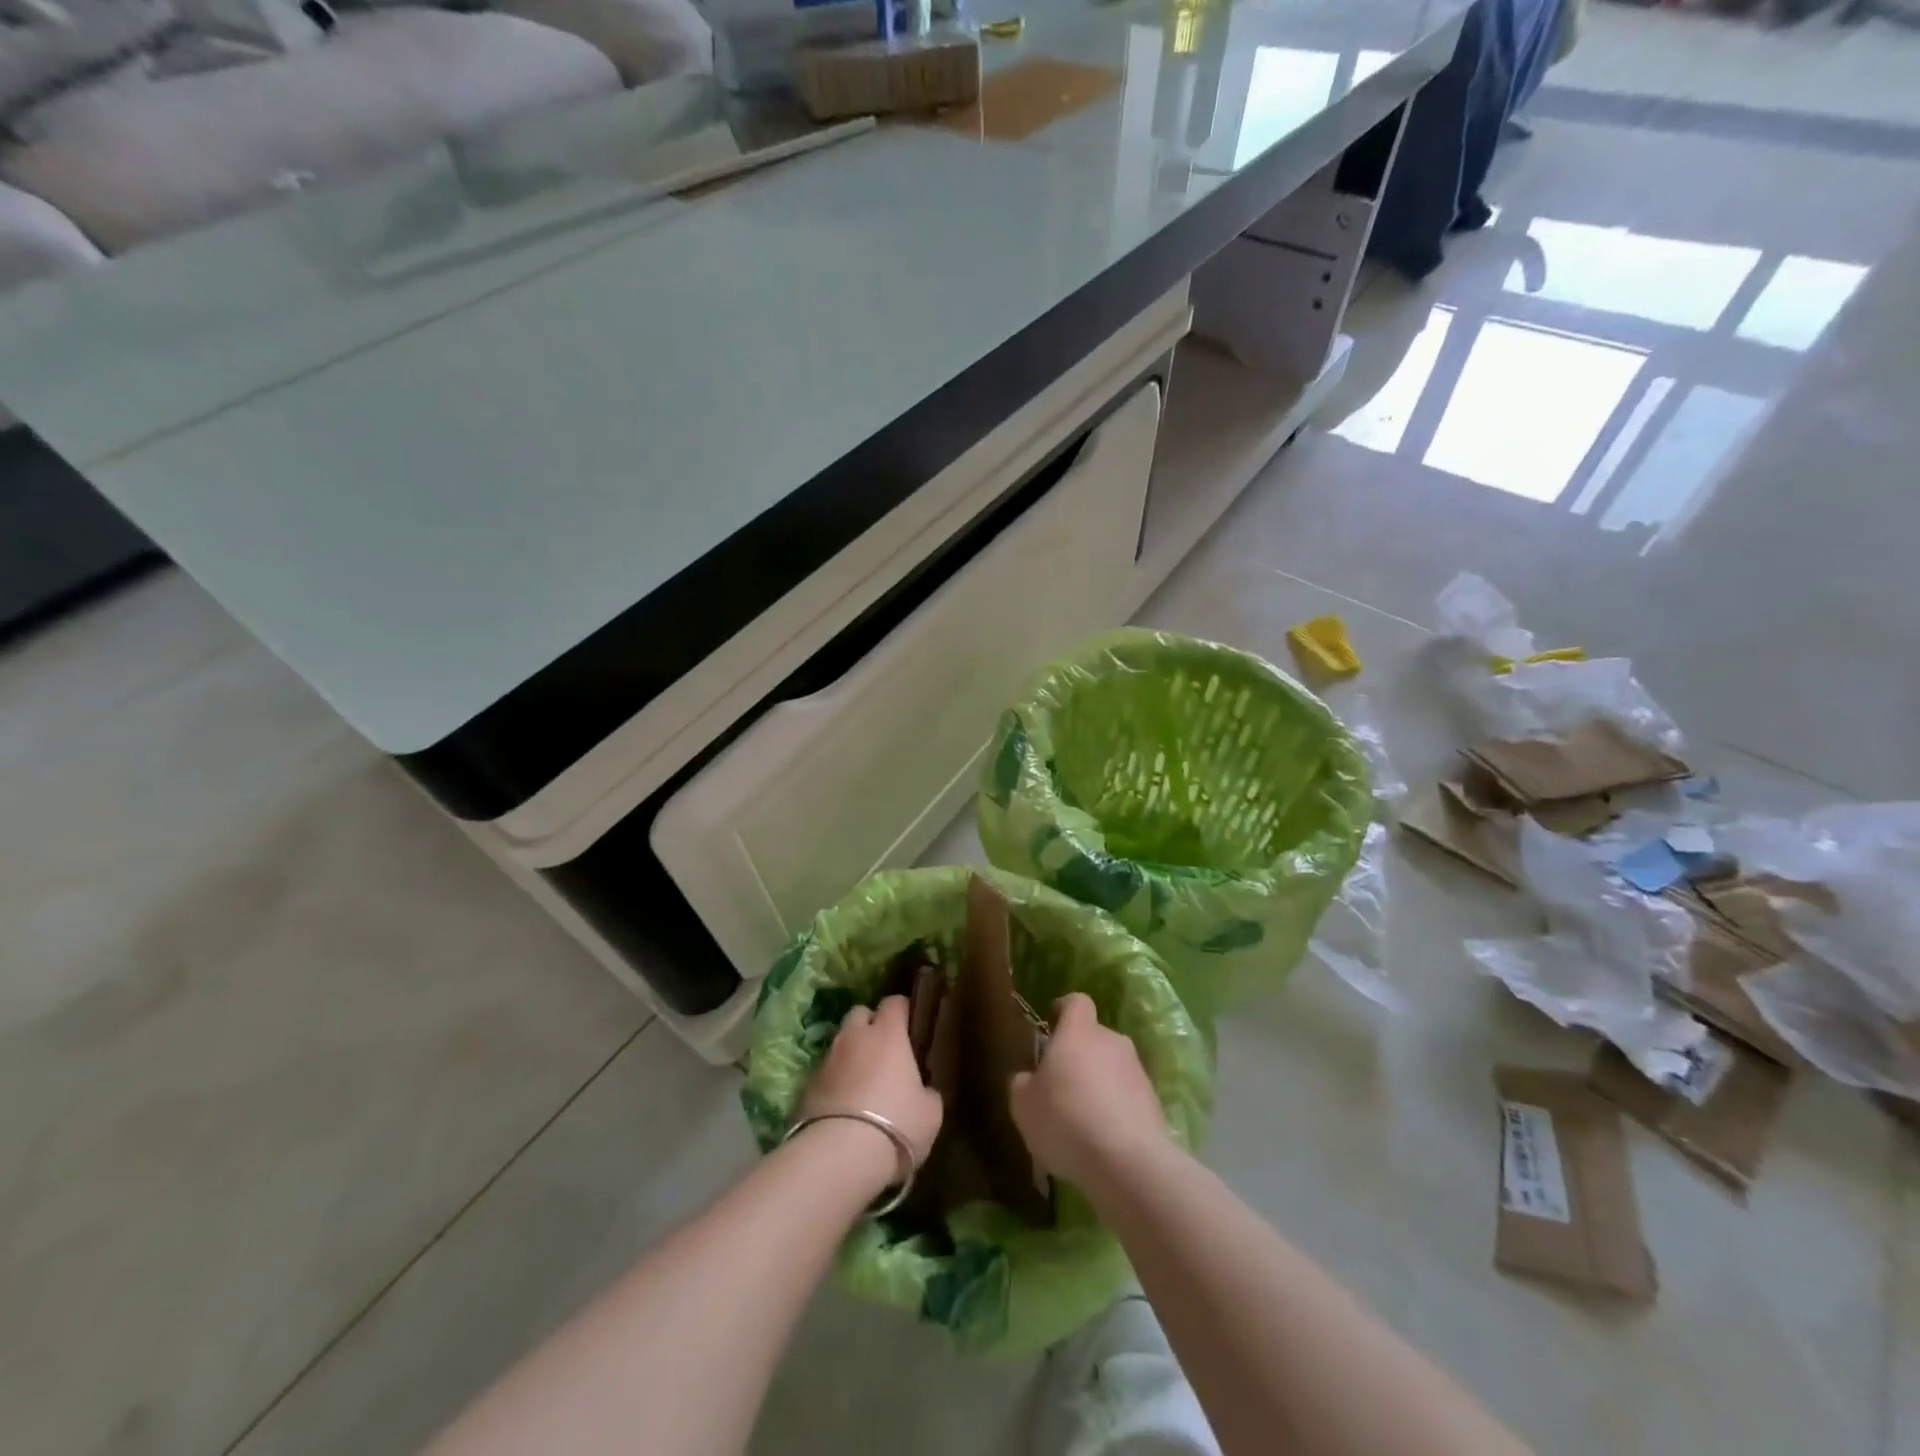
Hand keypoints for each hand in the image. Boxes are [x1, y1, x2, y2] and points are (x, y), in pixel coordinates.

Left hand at [799, 995, 944, 1173]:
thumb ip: (927, 1091)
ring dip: (851, 1055)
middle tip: (884, 1051)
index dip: (903, 1011)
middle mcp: (854, 1037)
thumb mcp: (930, 1112)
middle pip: (859, 1013)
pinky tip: (844, 1107)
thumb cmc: (896, 1124)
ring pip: (840, 1044)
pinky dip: (835, 1083)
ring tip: (863, 1083)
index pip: (894, 1002)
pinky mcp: (806, 1087)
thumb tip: (922, 1090)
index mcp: (888, 1033)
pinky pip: (825, 1074)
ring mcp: (827, 1060)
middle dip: (870, 1025)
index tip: (912, 1027)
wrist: (839, 1156)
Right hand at [1010, 992, 1172, 1191]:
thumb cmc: (1066, 1120)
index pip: (1076, 1002)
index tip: (1051, 1024)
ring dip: (1098, 1085)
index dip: (1063, 1009)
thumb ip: (1022, 1083)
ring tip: (1081, 1120)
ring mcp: (1137, 1071)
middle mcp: (1112, 1041)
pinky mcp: (1154, 1103)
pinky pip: (1127, 1097)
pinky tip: (1101, 1140)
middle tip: (1059, 1085)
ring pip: (1112, 1068)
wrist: (1129, 1162)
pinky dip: (1114, 1110)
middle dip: (1078, 1055)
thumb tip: (1029, 1078)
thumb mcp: (1023, 1105)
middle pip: (1094, 1037)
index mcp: (1078, 1031)